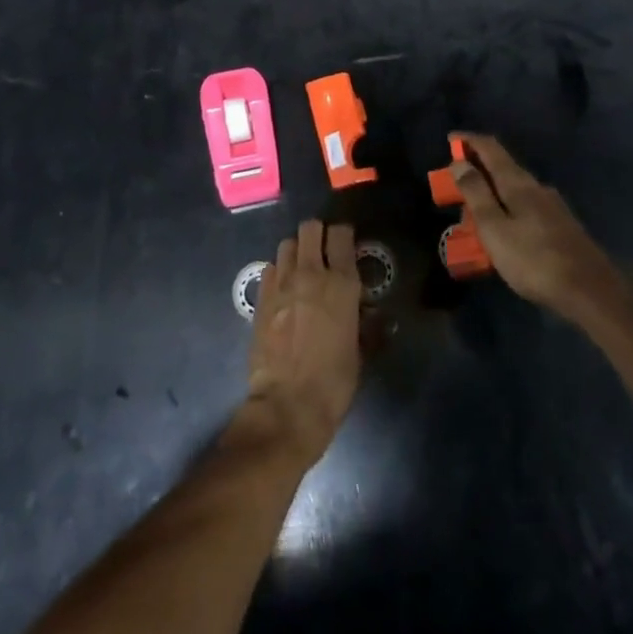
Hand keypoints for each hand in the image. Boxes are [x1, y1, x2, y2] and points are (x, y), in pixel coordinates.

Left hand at [241, 220, 362, 467]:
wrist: (288, 405)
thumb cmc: (333, 382)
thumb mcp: (359, 351)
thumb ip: (365, 323)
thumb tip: (371, 314)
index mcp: (342, 283)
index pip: (341, 234)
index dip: (343, 234)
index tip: (346, 245)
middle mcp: (311, 273)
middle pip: (309, 228)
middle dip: (317, 234)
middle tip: (323, 251)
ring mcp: (282, 283)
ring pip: (287, 244)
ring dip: (296, 251)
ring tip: (302, 269)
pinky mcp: (261, 297)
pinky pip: (270, 268)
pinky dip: (278, 272)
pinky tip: (283, 290)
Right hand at [451, 134, 620, 316]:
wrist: (591, 292)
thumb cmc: (534, 260)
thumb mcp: (495, 228)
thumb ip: (476, 193)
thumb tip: (459, 162)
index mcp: (518, 183)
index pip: (491, 148)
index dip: (469, 140)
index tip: (450, 138)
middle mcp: (537, 187)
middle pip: (503, 167)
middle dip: (477, 170)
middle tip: (455, 185)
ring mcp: (553, 206)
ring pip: (515, 188)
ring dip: (492, 191)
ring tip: (475, 213)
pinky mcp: (561, 225)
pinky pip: (525, 206)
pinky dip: (507, 208)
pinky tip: (505, 230)